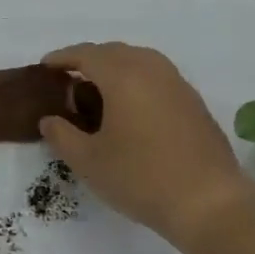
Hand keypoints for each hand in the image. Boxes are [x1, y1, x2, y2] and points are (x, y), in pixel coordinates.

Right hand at [38, 42, 253, 246]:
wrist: (209, 202)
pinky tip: (130, 107)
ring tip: (98, 90)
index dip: (62, 58)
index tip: (45, 67)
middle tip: (68, 79)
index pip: (86, 55)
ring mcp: (177, 84)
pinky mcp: (193, 102)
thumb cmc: (141, 178)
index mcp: (123, 76)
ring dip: (115, 67)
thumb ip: (62, 135)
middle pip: (113, 51)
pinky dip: (136, 80)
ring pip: (139, 60)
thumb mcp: (88, 161)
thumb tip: (50, 119)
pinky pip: (157, 76)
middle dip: (88, 60)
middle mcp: (152, 70)